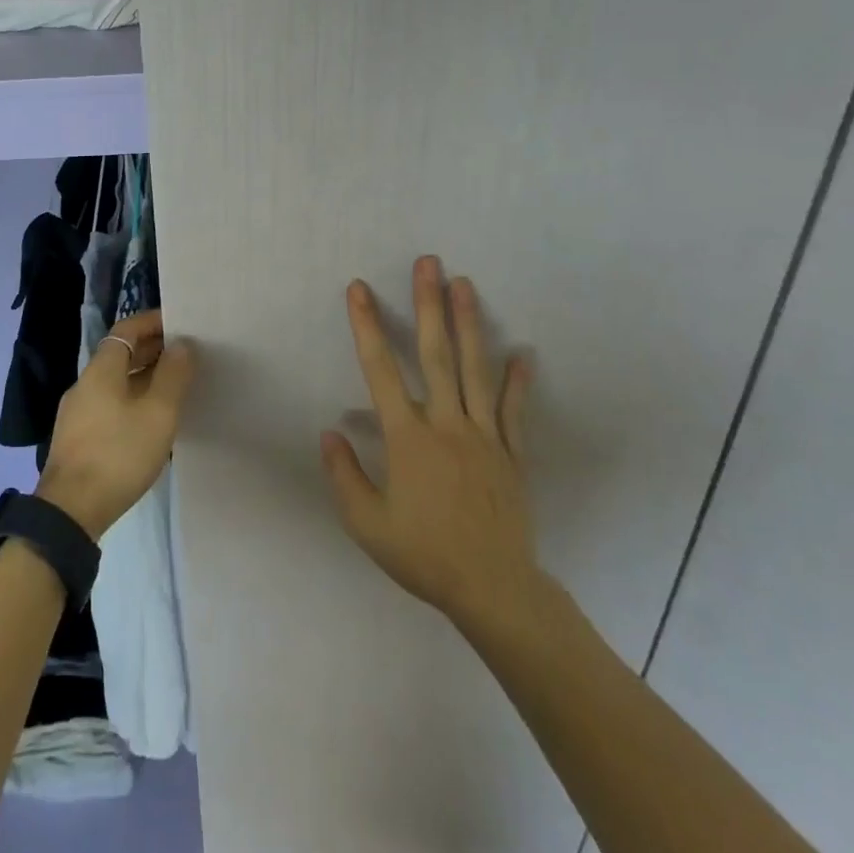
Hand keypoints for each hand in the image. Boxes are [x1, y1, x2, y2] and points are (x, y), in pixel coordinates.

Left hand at [38, 309, 195, 539]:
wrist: (70, 511)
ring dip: (143, 377)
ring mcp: (77, 412)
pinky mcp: (77, 437)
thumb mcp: (158, 413)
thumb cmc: (118, 454)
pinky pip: (109, 404)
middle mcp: (85, 383)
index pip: (127, 329)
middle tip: (186, 355)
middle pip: (120, 354)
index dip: (152, 322)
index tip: (180, 323)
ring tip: (175, 387)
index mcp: (102, 369)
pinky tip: (150, 420)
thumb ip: (173, 375)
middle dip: (152, 350)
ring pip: (115, 382)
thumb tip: (182, 343)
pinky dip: (132, 400)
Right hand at [321, 257, 549, 634]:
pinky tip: (523, 354)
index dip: (367, 326)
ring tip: (465, 284)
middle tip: (428, 263)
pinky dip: (517, 382)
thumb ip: (344, 475)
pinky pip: (513, 411)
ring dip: (469, 324)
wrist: (493, 589)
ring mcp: (484, 435)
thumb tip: (330, 433)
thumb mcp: (366, 524)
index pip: (381, 370)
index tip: (358, 289)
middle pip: (436, 354)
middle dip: (429, 305)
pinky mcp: (511, 453)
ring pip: (475, 370)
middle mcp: (446, 424)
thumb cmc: (424, 554)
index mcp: (408, 438)